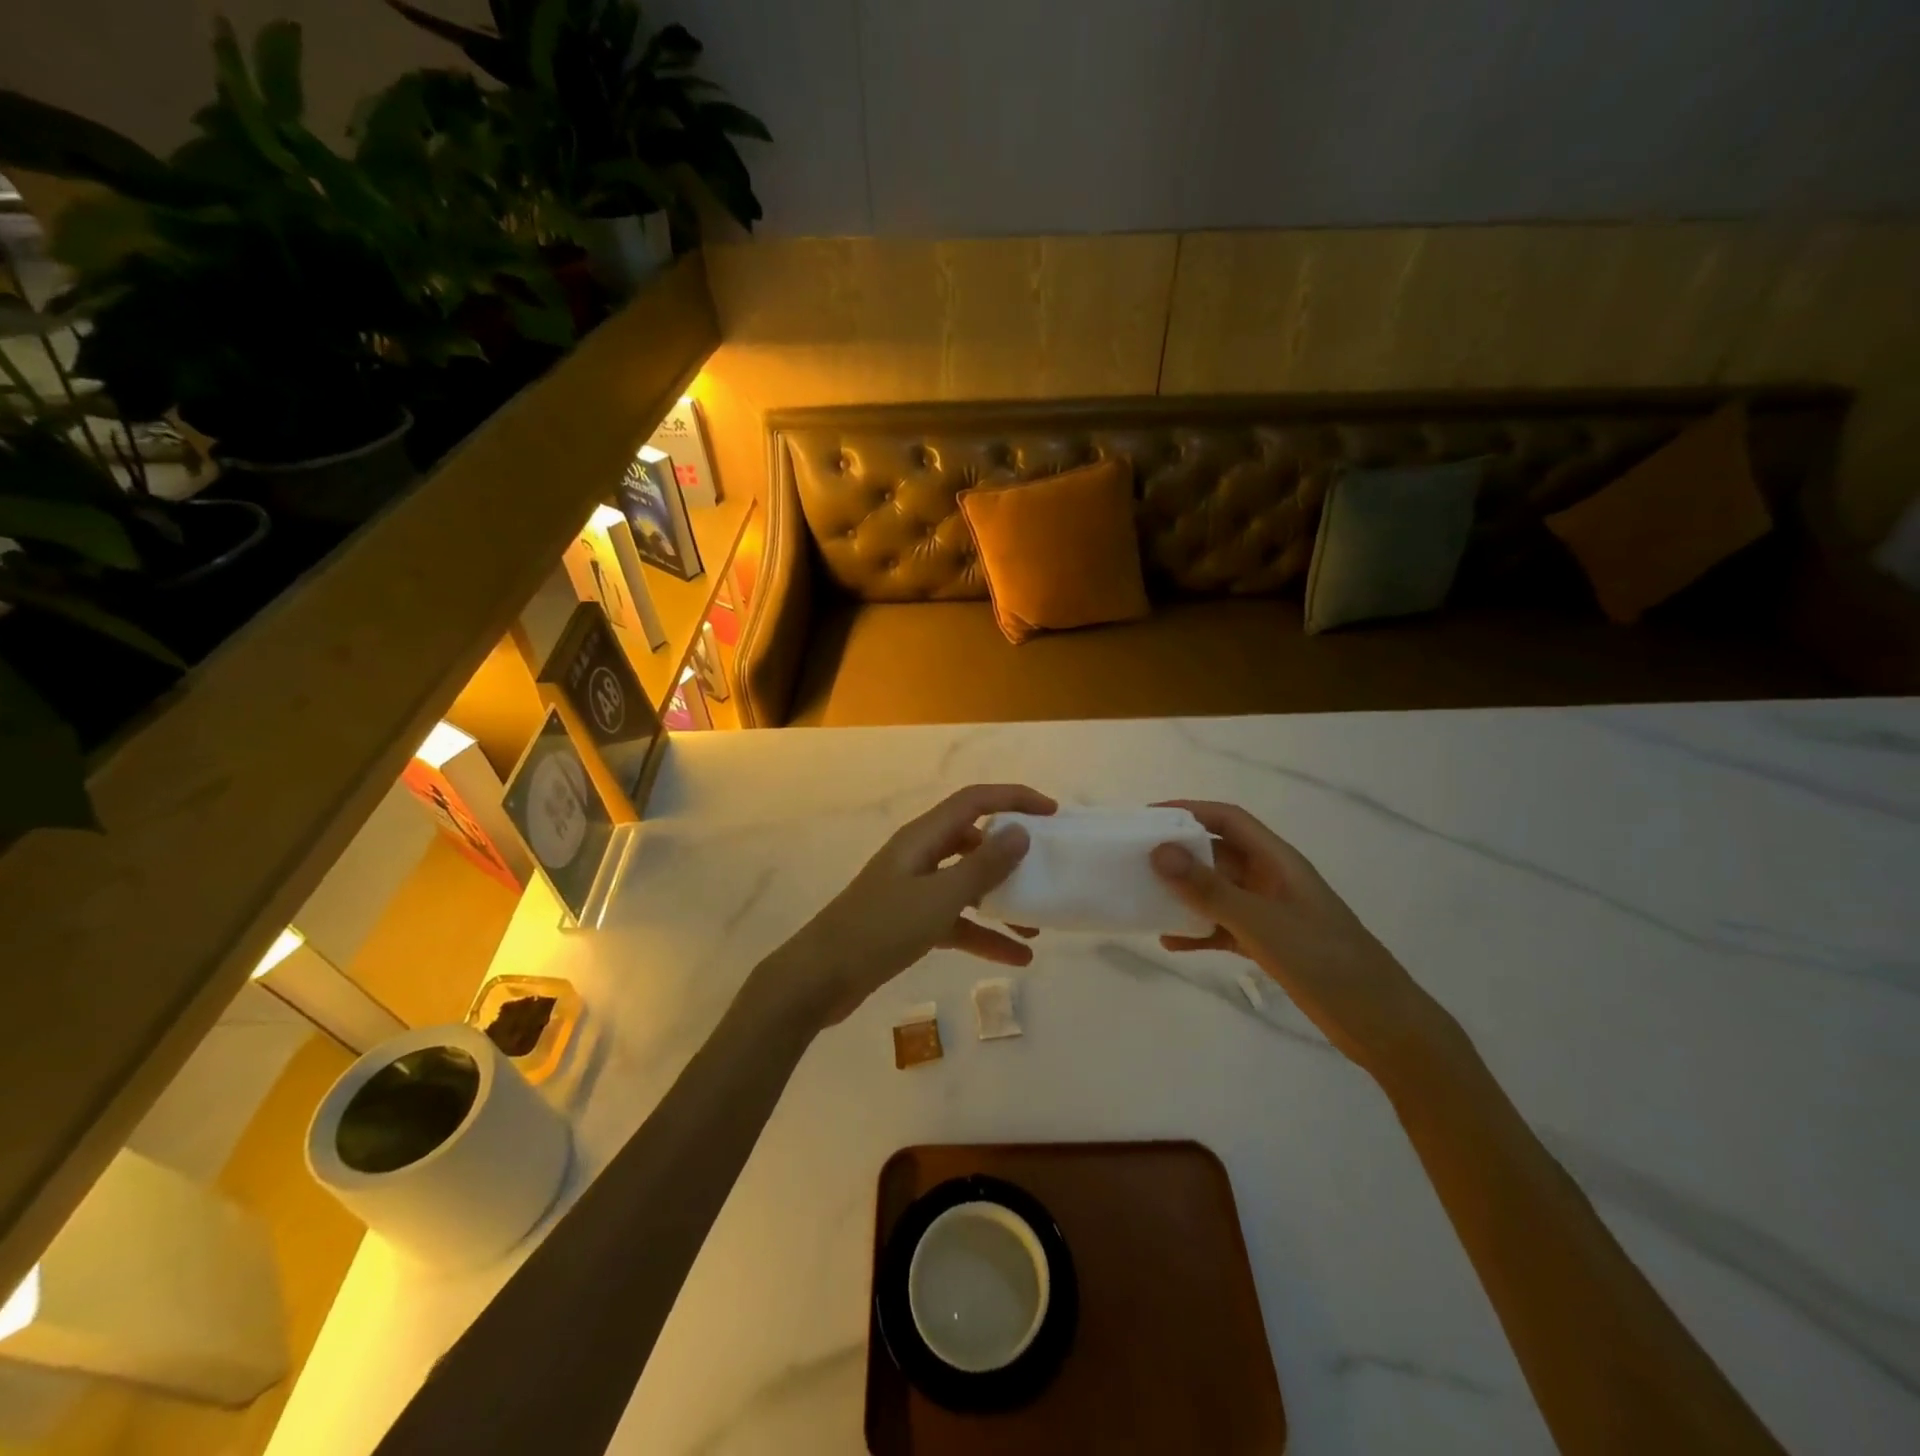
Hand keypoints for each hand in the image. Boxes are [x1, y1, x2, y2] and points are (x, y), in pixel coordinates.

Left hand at [765, 784, 1056, 1027]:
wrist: (820, 979)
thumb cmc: (880, 930)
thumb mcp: (939, 898)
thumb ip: (983, 866)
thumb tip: (1021, 832)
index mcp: (923, 837)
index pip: (974, 801)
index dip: (1014, 799)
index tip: (1052, 814)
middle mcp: (919, 856)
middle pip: (973, 841)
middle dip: (1011, 854)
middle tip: (1046, 870)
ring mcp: (913, 890)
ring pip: (967, 884)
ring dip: (1001, 901)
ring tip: (1037, 926)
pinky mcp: (909, 922)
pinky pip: (956, 919)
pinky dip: (983, 934)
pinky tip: (1015, 957)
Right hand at [1149, 800, 1452, 1076]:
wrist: (1382, 1025)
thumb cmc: (1326, 962)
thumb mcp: (1262, 924)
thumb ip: (1210, 889)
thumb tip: (1158, 851)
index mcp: (1278, 861)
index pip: (1228, 819)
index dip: (1189, 811)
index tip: (1147, 819)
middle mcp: (1272, 880)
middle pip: (1218, 853)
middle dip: (1179, 853)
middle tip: (1136, 860)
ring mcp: (1271, 914)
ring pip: (1218, 892)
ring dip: (1185, 893)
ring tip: (1145, 898)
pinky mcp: (1270, 945)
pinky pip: (1224, 927)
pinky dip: (1198, 930)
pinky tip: (1171, 941)